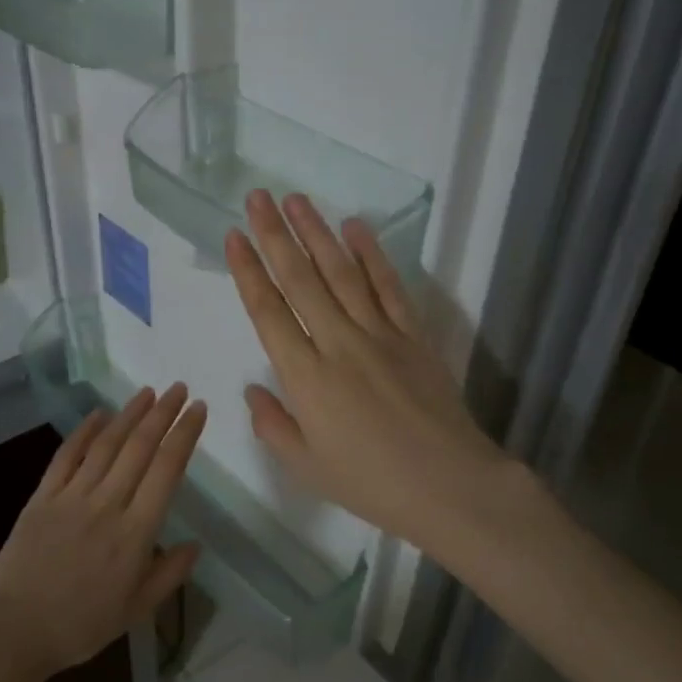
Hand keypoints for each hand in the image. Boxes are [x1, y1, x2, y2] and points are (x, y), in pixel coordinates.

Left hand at [0, 385, 206, 671]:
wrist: (11, 630)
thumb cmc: (79, 626)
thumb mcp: (136, 610)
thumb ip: (169, 575)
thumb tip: (194, 545)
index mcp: (136, 532)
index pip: (167, 470)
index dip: (184, 435)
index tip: (198, 410)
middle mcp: (107, 504)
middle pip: (140, 448)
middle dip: (163, 413)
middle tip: (179, 389)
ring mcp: (72, 496)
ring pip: (106, 444)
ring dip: (129, 414)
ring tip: (147, 392)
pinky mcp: (43, 496)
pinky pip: (66, 456)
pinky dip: (84, 431)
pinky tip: (99, 414)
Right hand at [224, 189, 518, 559]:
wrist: (448, 485)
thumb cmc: (370, 483)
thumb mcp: (306, 466)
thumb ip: (273, 424)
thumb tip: (254, 389)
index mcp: (306, 376)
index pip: (268, 311)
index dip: (248, 270)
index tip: (234, 236)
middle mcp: (338, 342)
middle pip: (301, 279)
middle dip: (275, 234)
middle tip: (258, 197)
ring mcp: (379, 334)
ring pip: (341, 272)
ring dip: (317, 232)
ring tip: (296, 199)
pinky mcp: (413, 334)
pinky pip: (388, 286)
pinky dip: (371, 254)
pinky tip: (355, 228)